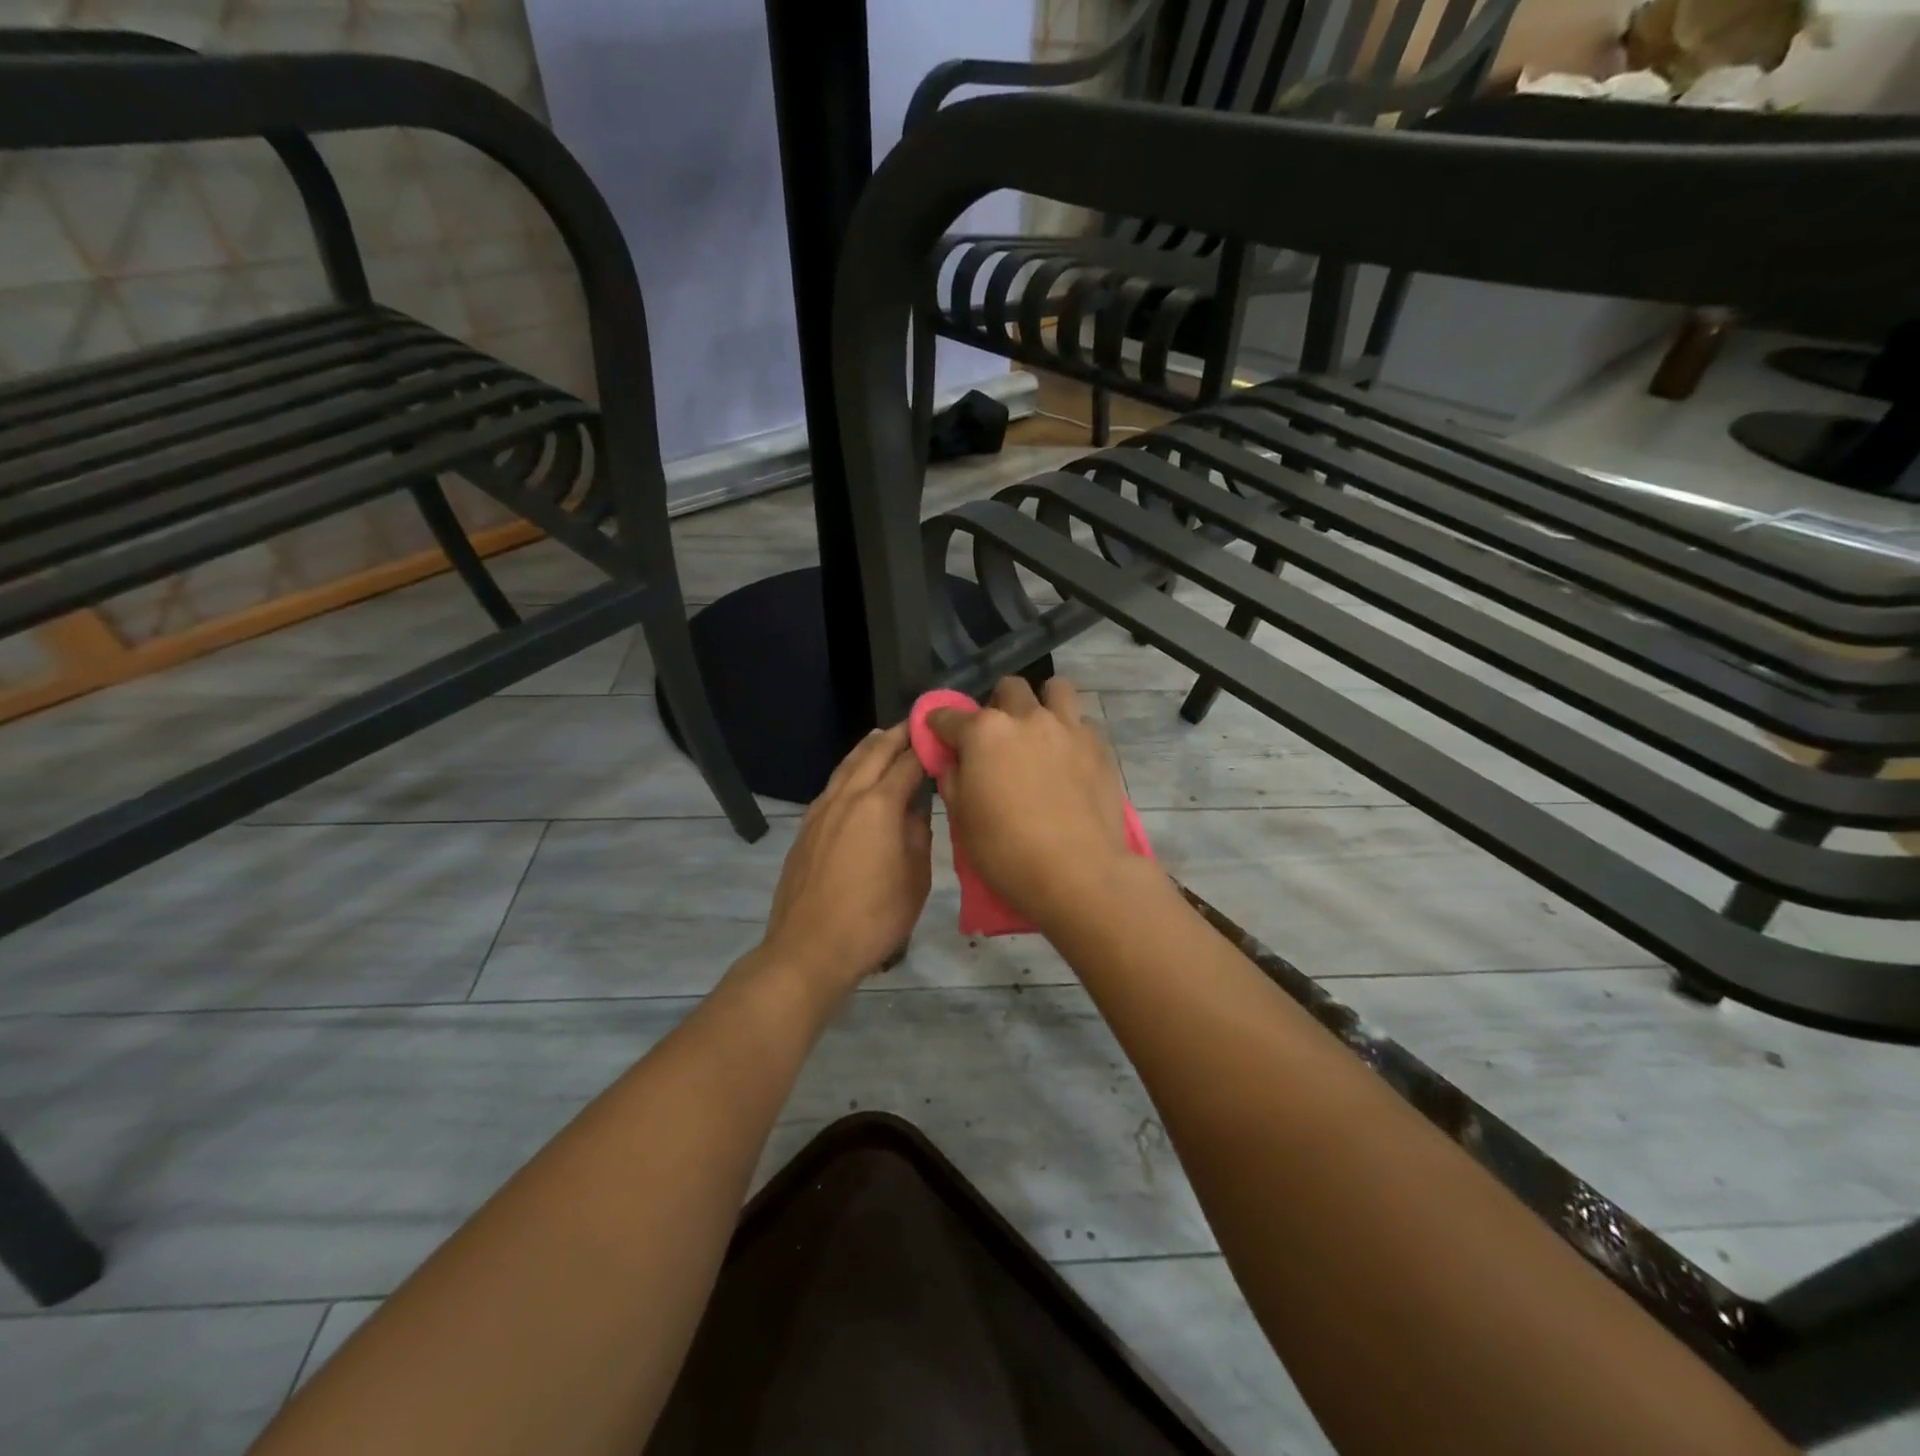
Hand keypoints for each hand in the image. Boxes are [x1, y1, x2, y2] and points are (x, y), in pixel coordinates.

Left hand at [757, 723, 932, 1001]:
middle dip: (897, 735)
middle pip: (874, 752)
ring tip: (884, 737)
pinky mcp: (806, 827)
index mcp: (879, 805)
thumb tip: (917, 807)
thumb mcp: (915, 878)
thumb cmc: (874, 917)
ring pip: (847, 765)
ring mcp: (821, 810)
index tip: (942, 734)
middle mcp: (848, 797)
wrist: (810, 948)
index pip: (909, 762)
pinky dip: (850, 770)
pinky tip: (855, 777)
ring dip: (869, 747)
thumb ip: (918, 834)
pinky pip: (833, 785)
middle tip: (916, 725)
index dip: (927, 746)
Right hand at [929, 676, 1146, 928]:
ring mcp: (1067, 728)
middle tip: (997, 736)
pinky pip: (1082, 722)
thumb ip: (954, 780)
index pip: (949, 716)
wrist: (1078, 872)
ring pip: (1056, 689)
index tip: (939, 735)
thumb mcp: (962, 820)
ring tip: (1039, 729)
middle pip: (1008, 689)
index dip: (938, 725)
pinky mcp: (1099, 746)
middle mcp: (1026, 718)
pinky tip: (1067, 757)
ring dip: (1042, 701)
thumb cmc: (1007, 851)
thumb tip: (954, 761)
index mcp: (984, 733)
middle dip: (996, 704)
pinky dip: (1070, 731)